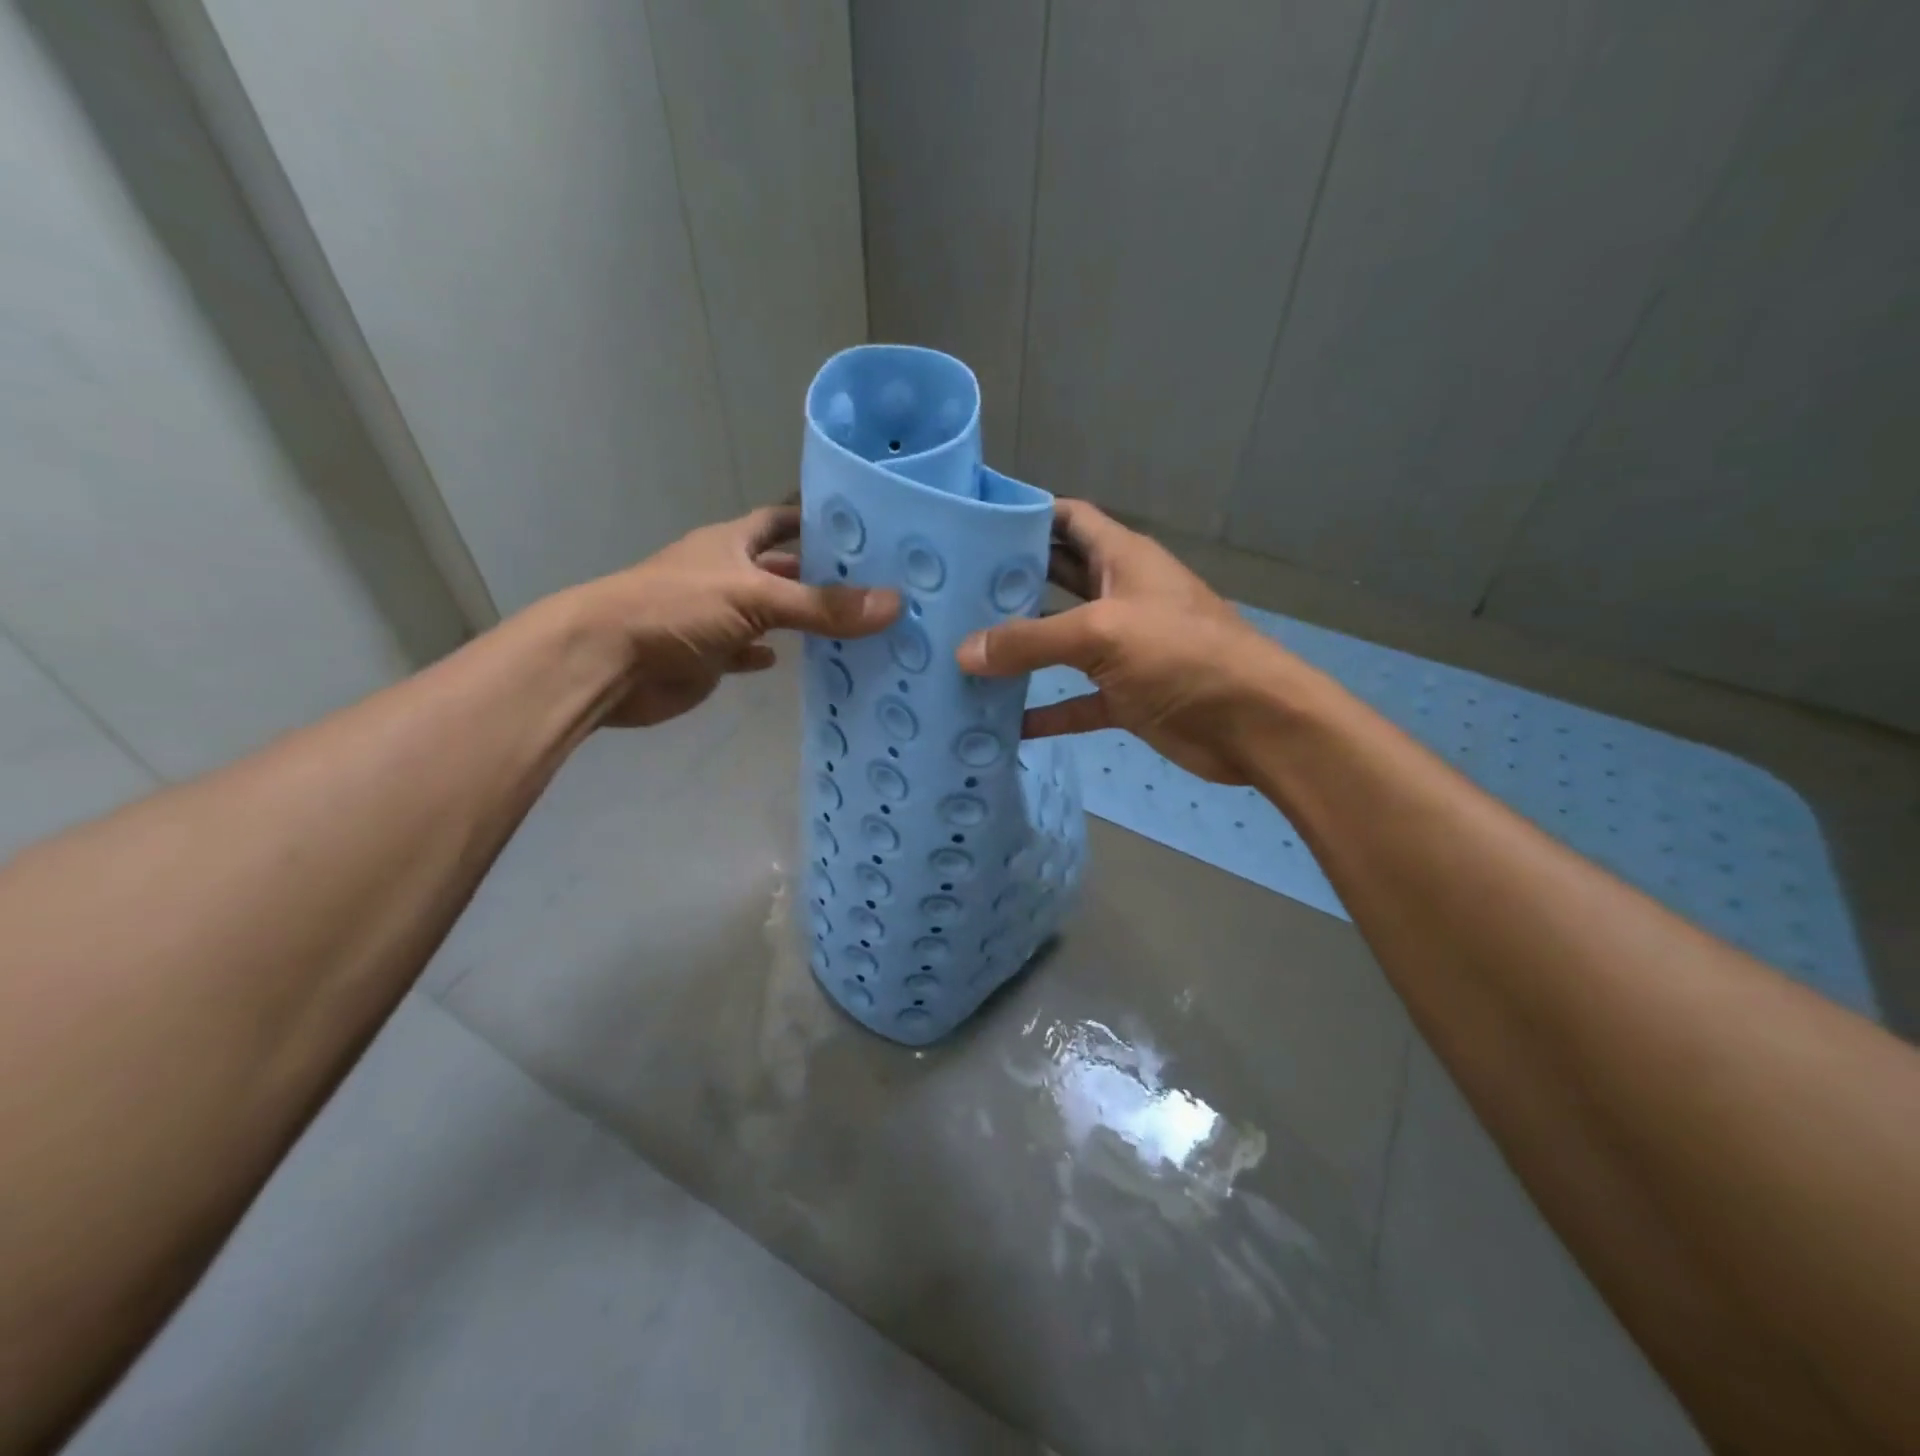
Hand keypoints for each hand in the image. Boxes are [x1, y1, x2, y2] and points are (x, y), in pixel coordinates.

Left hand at [583, 505, 897, 727]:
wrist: (606, 663)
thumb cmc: (676, 609)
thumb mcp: (755, 599)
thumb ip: (822, 606)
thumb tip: (894, 604)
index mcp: (732, 543)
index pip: (781, 520)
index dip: (816, 519)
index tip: (862, 526)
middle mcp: (726, 574)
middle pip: (782, 570)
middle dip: (820, 576)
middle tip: (876, 586)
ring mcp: (716, 617)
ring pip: (770, 615)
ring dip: (803, 620)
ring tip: (856, 626)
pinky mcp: (709, 656)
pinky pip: (748, 653)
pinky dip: (770, 656)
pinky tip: (799, 662)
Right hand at [955, 500, 1312, 782]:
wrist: (1254, 723)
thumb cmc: (1183, 655)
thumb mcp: (1103, 633)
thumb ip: (1031, 641)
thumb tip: (963, 653)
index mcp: (1122, 559)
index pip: (1068, 519)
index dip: (1026, 514)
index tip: (972, 525)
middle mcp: (1118, 597)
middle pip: (1054, 580)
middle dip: (1009, 584)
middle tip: (949, 593)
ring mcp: (1121, 650)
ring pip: (1059, 643)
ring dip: (1019, 650)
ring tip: (959, 652)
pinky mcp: (1124, 697)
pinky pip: (1073, 702)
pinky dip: (1044, 711)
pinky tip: (1003, 721)